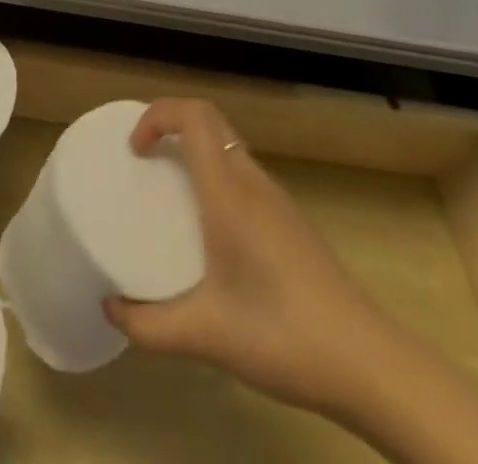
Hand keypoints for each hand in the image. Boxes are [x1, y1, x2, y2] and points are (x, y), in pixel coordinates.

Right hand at [104, 98, 390, 416]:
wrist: (367, 362)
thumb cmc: (282, 335)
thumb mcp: (206, 336)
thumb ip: (150, 326)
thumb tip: (110, 309)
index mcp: (229, 192)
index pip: (194, 115)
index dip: (158, 115)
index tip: (135, 150)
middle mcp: (252, 181)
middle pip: (209, 121)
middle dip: (170, 126)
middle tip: (144, 163)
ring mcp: (276, 198)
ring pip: (228, 147)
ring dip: (194, 151)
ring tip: (169, 194)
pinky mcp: (290, 220)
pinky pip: (242, 174)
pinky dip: (215, 177)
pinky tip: (210, 231)